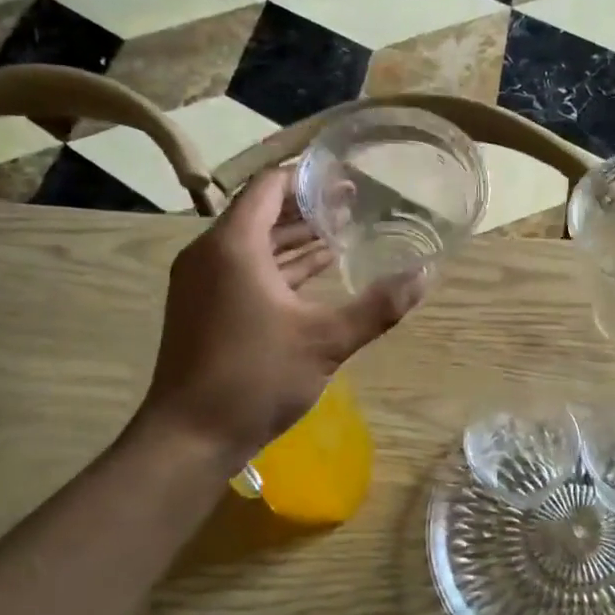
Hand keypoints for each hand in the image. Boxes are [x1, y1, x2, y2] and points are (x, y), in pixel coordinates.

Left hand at [137, 167, 422, 462]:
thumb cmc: (254, 377)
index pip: (268, 186)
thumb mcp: (325, 340)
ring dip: (294, 239)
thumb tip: (425, 275)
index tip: (346, 177)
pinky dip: (278, 267)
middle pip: (261, 213)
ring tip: (342, 233)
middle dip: (306, 208)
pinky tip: (314, 275)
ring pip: (253, 245)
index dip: (307, 177)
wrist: (190, 437)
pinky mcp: (204, 309)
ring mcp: (202, 283)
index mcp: (233, 245)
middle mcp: (210, 254)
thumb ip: (377, 306)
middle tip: (355, 204)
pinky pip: (244, 271)